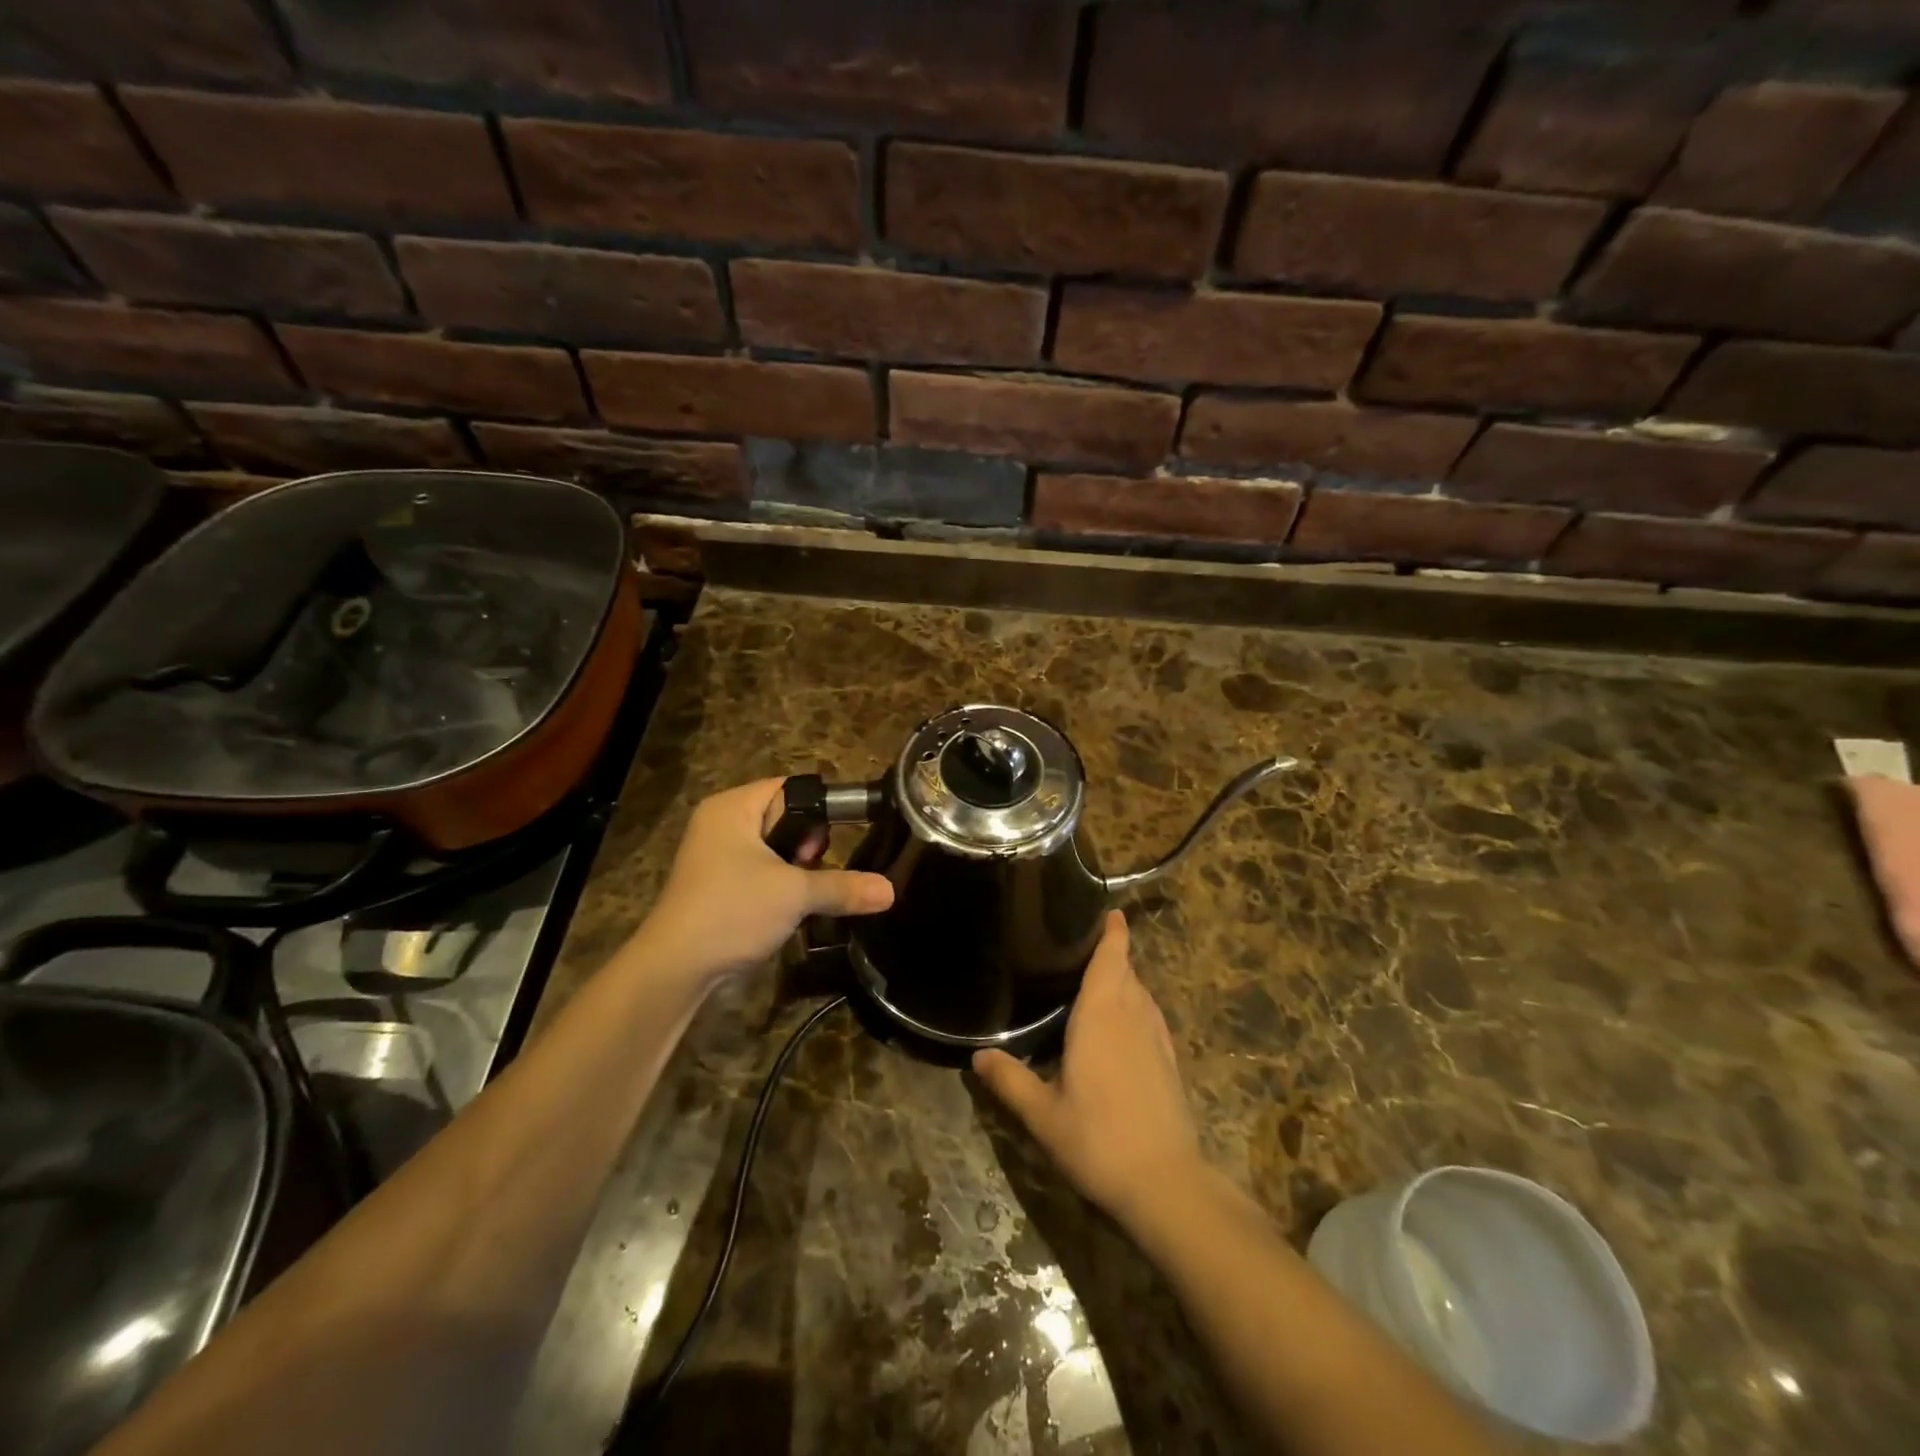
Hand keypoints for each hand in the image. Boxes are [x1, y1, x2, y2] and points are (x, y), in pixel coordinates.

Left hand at [638, 778, 892, 982]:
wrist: (676, 969)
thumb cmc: (732, 911)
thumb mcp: (795, 894)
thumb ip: (843, 886)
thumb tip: (890, 891)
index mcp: (733, 808)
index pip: (789, 788)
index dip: (819, 808)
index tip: (840, 838)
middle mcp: (721, 824)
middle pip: (784, 819)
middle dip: (807, 845)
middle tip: (811, 868)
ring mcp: (716, 857)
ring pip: (775, 851)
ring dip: (796, 871)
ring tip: (805, 893)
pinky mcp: (718, 887)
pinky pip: (761, 874)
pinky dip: (780, 887)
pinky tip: (790, 910)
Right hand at [973, 911, 1203, 1223]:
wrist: (1166, 1183)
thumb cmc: (1098, 1138)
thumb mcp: (1043, 1114)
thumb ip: (1010, 1080)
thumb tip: (978, 1056)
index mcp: (1101, 1015)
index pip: (1112, 958)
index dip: (1113, 932)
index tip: (1109, 911)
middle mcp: (1133, 1016)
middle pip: (1127, 971)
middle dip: (1112, 955)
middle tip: (1081, 948)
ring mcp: (1156, 1038)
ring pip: (1142, 993)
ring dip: (1125, 980)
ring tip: (1099, 982)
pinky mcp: (1169, 1061)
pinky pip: (1151, 1016)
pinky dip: (1137, 1007)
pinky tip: (1121, 1028)